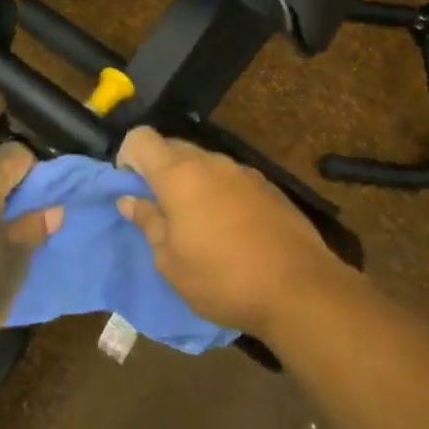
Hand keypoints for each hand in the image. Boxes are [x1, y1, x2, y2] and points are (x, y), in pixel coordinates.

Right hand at [115, 127, 349, 340]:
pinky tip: (231, 229)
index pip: (141, 138)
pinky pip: (230, 179)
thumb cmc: (223, 279)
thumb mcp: (171, 262)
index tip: (131, 190)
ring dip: (191, 182)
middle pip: (172, 147)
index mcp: (179, 175)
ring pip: (204, 163)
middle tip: (160, 211)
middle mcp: (211, 163)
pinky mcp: (269, 187)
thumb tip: (129, 200)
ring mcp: (244, 172)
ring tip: (196, 224)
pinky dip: (219, 192)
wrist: (301, 289)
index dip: (127, 157)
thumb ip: (148, 223)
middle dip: (158, 170)